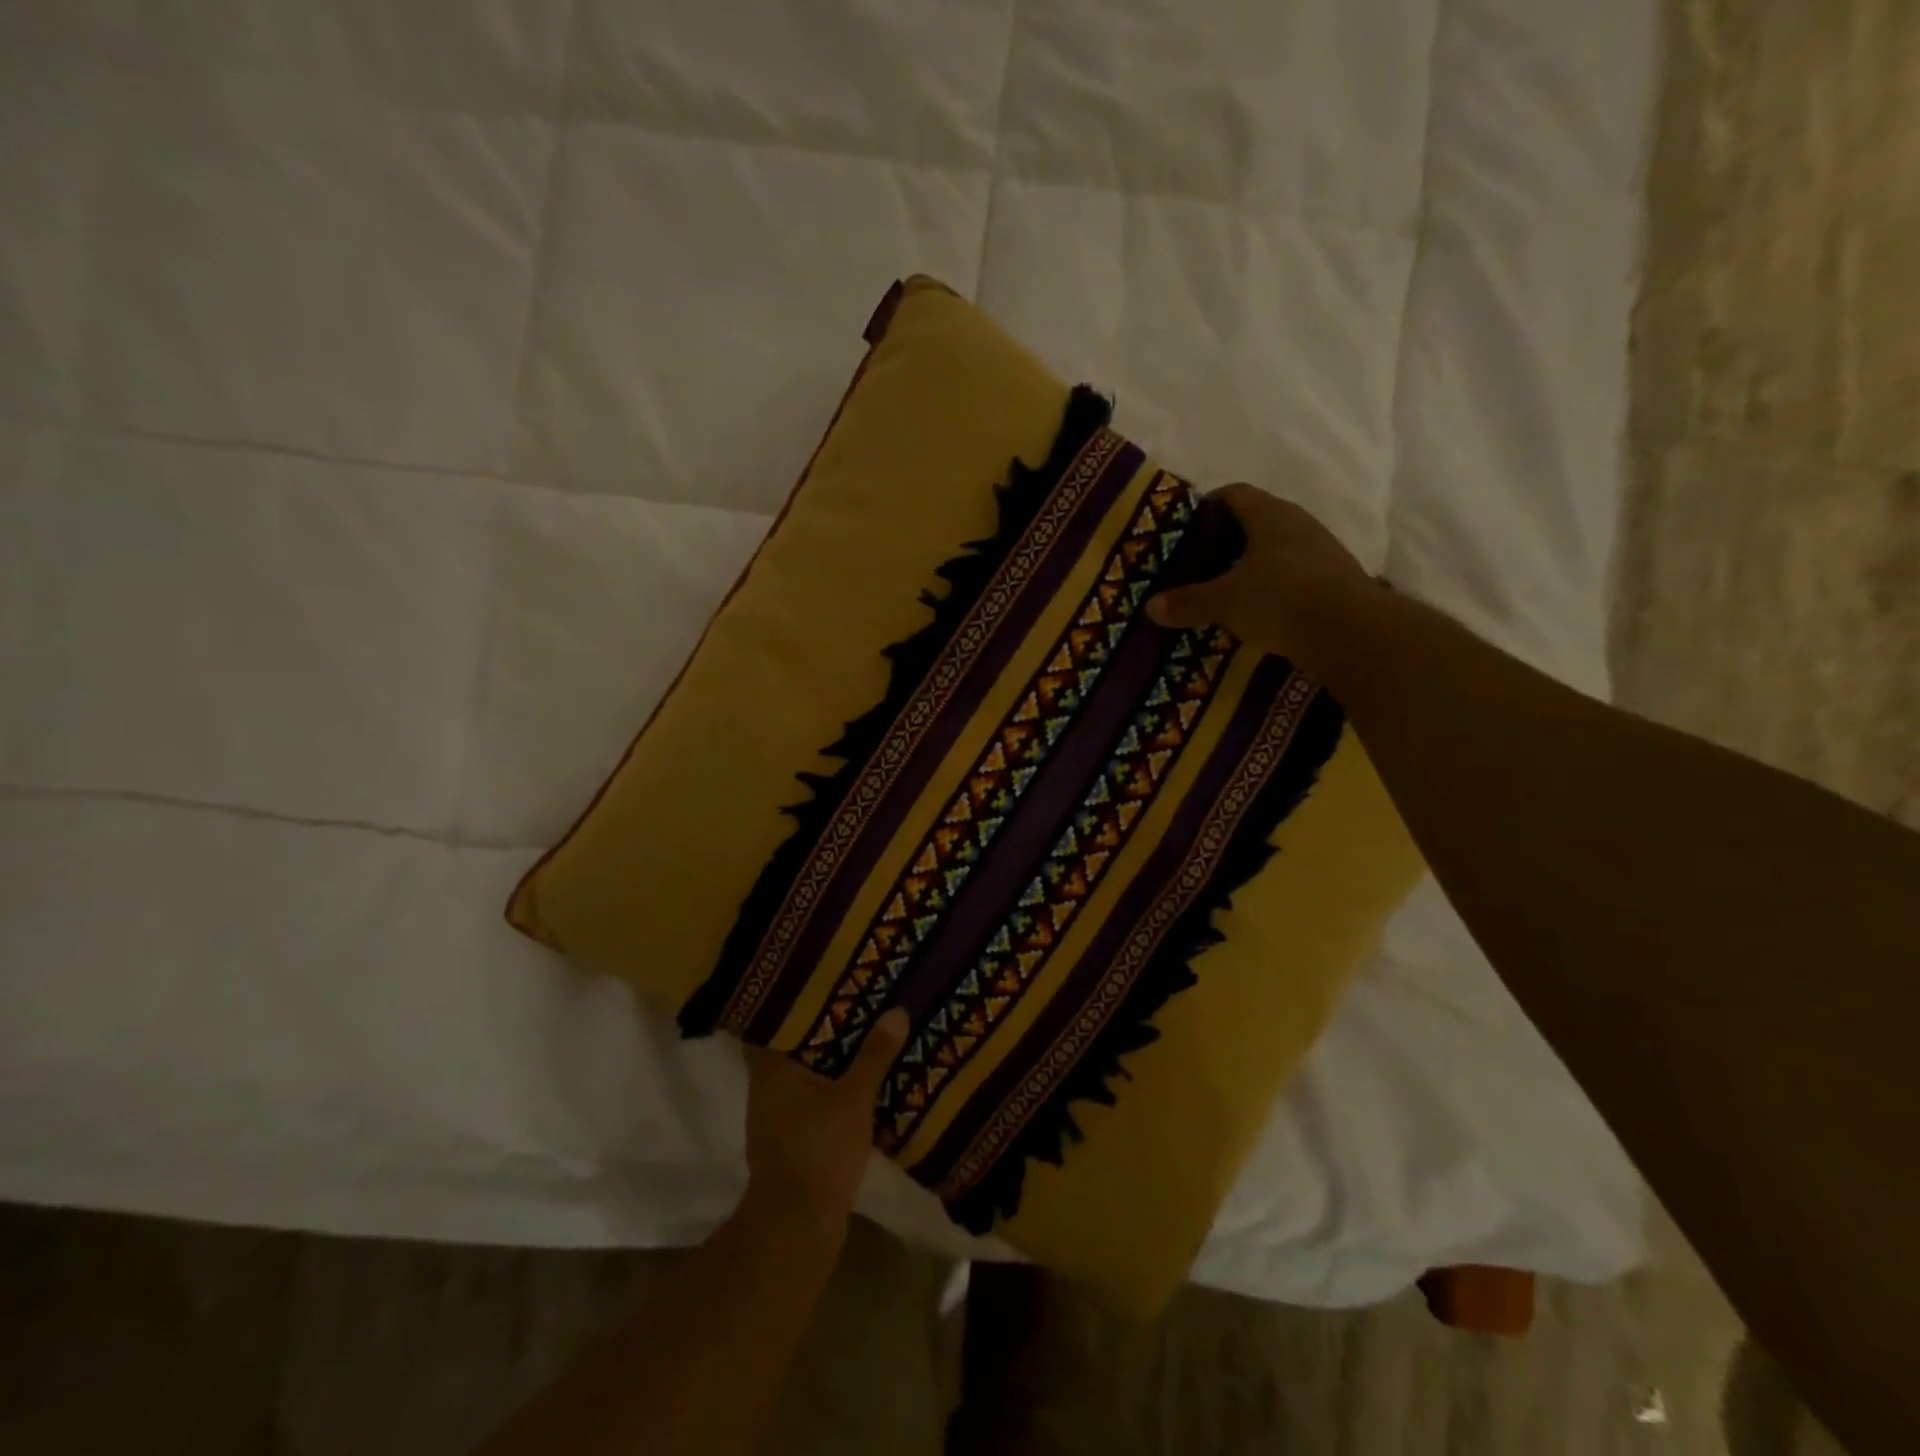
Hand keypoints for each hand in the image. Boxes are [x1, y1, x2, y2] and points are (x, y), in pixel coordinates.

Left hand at [743, 1008, 909, 1231]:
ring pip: (810, 1080)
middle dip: (832, 1036)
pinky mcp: (791, 1145)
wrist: (798, 1230)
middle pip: (802, 1051)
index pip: (788, 1024)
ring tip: (871, 1042)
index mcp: (772, 1071)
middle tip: (866, 1010)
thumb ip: (874, 1055)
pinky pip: (815, 1105)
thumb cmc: (819, 1152)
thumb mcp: (854, 1098)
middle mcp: (768, 1090)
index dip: (814, 1007)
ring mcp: (777, 1121)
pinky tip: (864, 1087)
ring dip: (836, 1067)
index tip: (841, 990)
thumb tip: (896, 1011)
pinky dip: (835, 1094)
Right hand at [1147, 484, 1375, 679]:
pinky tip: (1255, 610)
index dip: (1207, 506)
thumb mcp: (1224, 602)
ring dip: (1250, 565)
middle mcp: (1298, 524)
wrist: (1350, 632)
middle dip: (1225, 539)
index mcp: (1270, 516)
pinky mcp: (1333, 581)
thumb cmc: (1280, 599)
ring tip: (1222, 589)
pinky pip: (1292, 575)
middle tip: (1197, 562)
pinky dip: (1271, 587)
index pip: (1234, 494)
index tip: (1185, 528)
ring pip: (1275, 550)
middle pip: (1255, 521)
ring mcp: (1321, 552)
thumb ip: (1188, 602)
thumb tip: (1150, 607)